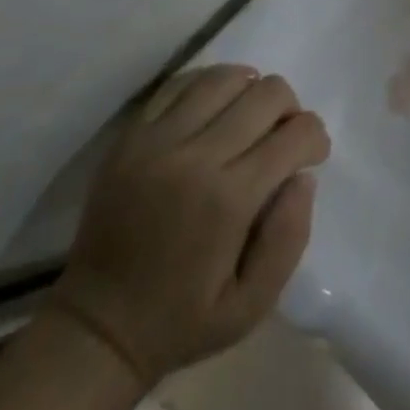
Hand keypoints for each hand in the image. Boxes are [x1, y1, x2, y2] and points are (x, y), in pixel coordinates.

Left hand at [48, 65, 330, 388]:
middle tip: (282, 141)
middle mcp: (195, 157)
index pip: (296, 133)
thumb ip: (290, 237)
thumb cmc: (182, 321)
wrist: (93, 331)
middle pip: (267, 94)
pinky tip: (215, 112)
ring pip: (226, 78)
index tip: (311, 158)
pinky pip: (181, 85)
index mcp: (228, 199)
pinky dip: (210, 88)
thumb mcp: (253, 305)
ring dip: (252, 92)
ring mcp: (156, 142)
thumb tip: (302, 177)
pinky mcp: (130, 138)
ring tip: (249, 121)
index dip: (315, 139)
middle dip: (290, 111)